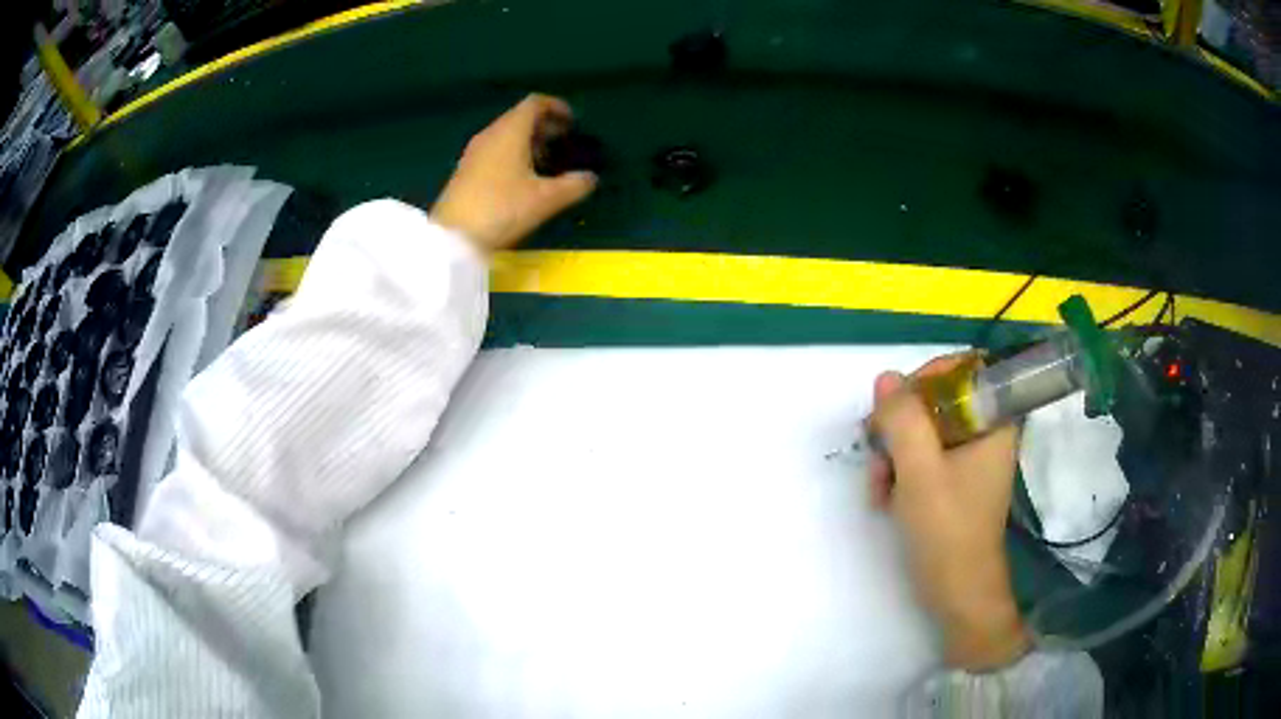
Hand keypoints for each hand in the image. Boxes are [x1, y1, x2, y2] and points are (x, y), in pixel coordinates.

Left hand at [432, 94, 597, 251]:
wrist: (453, 238)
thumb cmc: (502, 209)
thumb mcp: (546, 199)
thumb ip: (574, 185)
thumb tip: (591, 178)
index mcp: (510, 131)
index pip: (534, 103)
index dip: (556, 107)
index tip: (572, 122)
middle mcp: (491, 134)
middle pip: (520, 117)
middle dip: (545, 126)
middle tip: (564, 143)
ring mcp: (474, 152)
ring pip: (506, 135)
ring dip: (528, 142)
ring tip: (547, 162)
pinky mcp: (466, 171)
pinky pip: (495, 150)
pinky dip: (513, 154)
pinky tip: (522, 179)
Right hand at [868, 354, 1029, 670]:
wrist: (957, 594)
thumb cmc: (948, 531)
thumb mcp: (919, 472)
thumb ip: (903, 420)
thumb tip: (886, 379)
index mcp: (993, 422)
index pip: (964, 369)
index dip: (927, 376)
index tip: (897, 404)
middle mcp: (985, 433)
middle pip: (938, 400)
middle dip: (900, 424)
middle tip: (876, 449)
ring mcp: (969, 459)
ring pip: (925, 430)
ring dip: (893, 452)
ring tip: (877, 487)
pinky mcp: (955, 481)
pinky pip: (924, 457)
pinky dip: (900, 471)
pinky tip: (883, 497)